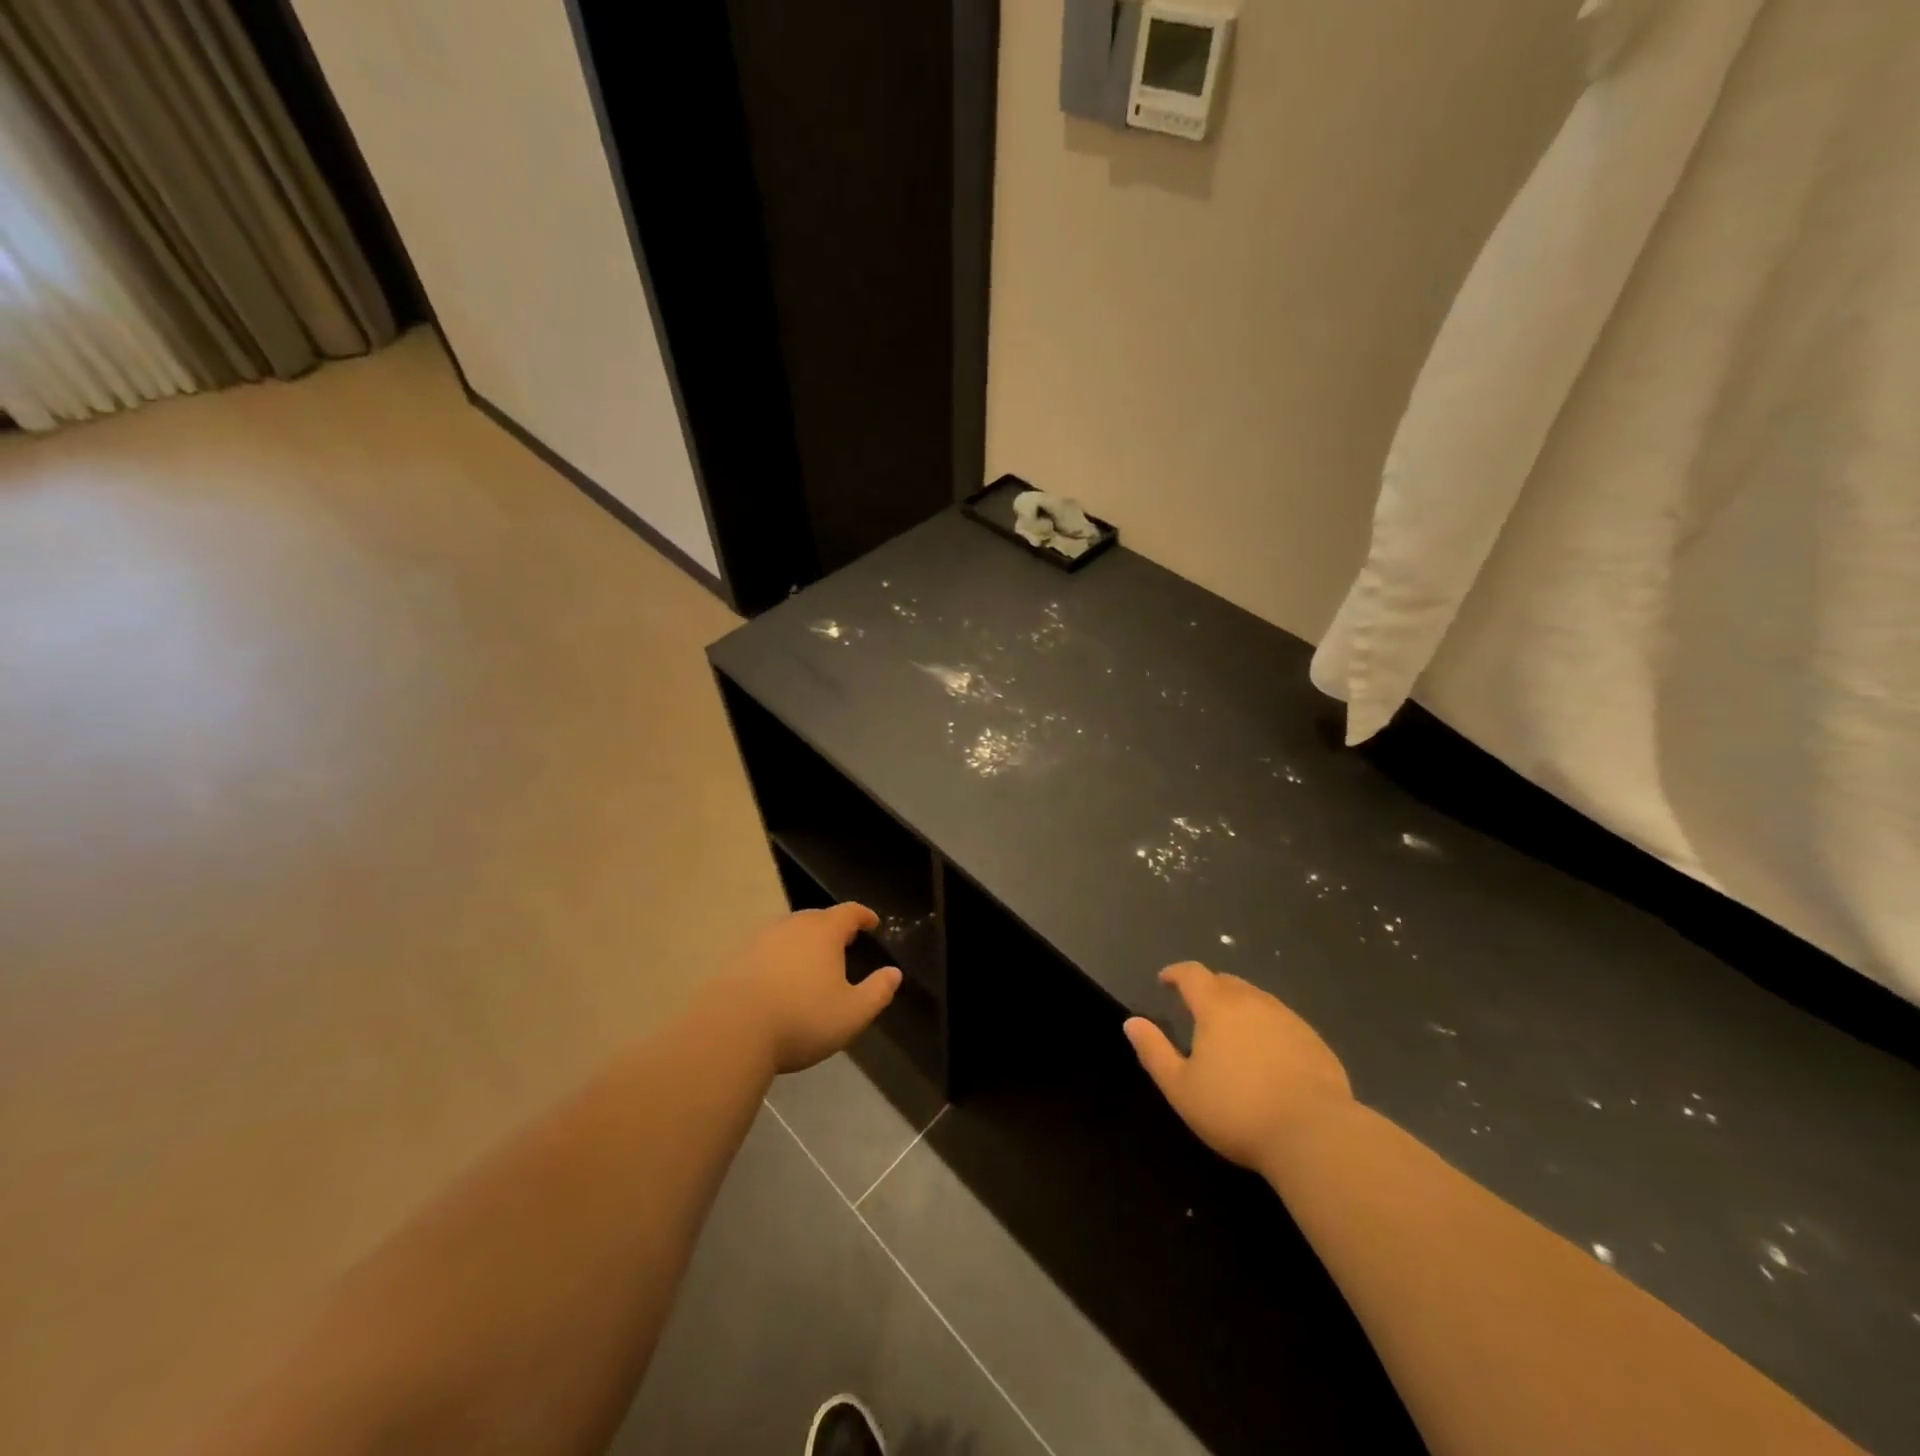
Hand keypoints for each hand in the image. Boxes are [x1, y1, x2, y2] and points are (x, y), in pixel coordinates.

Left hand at [724, 904, 900, 1073]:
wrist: (731, 1030)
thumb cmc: (801, 1019)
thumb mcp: (852, 1013)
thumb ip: (878, 992)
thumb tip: (894, 973)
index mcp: (824, 932)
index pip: (849, 912)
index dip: (863, 916)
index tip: (872, 923)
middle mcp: (792, 926)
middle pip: (817, 918)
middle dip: (833, 927)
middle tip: (844, 943)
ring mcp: (760, 940)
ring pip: (789, 932)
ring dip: (804, 942)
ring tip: (812, 961)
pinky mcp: (737, 958)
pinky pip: (767, 949)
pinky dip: (780, 957)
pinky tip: (779, 979)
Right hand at [1124, 962, 1352, 1172]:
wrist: (1314, 1134)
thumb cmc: (1236, 1111)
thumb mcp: (1181, 1088)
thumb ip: (1153, 1051)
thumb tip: (1132, 1022)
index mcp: (1218, 1007)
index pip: (1192, 974)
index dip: (1176, 973)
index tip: (1165, 981)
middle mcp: (1254, 1002)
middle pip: (1226, 982)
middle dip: (1207, 988)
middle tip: (1196, 1008)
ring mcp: (1289, 1019)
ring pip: (1257, 999)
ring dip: (1238, 1006)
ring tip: (1231, 1031)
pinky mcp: (1314, 1042)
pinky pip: (1282, 1021)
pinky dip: (1266, 1027)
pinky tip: (1267, 1055)